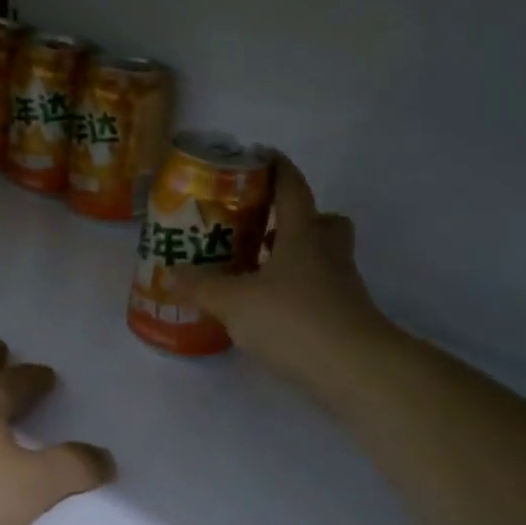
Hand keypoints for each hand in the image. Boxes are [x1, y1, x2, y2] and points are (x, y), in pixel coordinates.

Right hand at [181, 156, 394, 393]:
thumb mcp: (236, 303)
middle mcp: (328, 253)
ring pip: (323, 258)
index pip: (293, 188)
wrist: (355, 368)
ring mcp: (342, 286)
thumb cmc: (294, 319)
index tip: (261, 156)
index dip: (278, 168)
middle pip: (323, 221)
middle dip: (297, 220)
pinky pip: (321, 292)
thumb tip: (170, 273)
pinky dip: (299, 294)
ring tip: (259, 273)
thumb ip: (202, 287)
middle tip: (264, 229)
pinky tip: (273, 312)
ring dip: (296, 259)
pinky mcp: (345, 317)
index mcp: (303, 235)